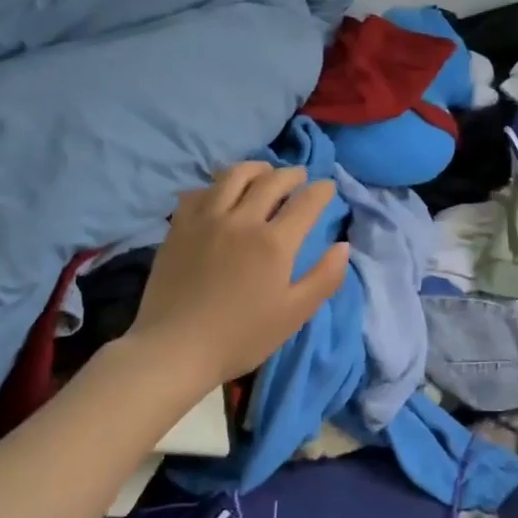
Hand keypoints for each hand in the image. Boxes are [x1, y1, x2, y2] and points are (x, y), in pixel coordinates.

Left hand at [126, 163, 349, 389]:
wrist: (174, 349)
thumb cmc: (240, 337)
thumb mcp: (294, 314)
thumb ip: (324, 278)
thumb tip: (344, 246)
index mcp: (274, 242)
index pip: (306, 202)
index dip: (322, 190)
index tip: (328, 187)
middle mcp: (242, 220)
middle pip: (272, 181)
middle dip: (292, 174)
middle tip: (300, 176)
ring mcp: (207, 219)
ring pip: (234, 175)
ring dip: (256, 168)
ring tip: (264, 172)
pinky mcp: (179, 226)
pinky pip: (201, 191)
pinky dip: (217, 185)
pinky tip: (221, 194)